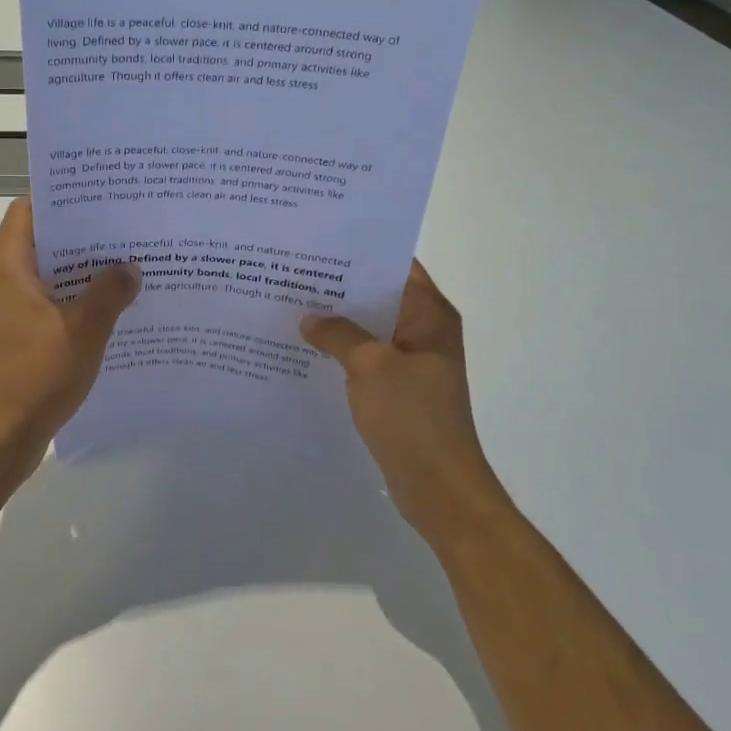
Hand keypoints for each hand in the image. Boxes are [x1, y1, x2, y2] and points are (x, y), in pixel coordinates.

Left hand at [0, 198, 140, 479]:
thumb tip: (130, 266)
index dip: (61, 198)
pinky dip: (79, 299)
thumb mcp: (82, 330)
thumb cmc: (34, 377)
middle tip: (127, 227)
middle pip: (43, 241)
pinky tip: (115, 306)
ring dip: (84, 270)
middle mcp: (4, 281)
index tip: (101, 194)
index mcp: (8, 267)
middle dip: (83, 234)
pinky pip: (52, 304)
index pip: (28, 210)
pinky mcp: (20, 336)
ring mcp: (11, 311)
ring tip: (130, 261)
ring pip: (50, 275)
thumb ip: (109, 292)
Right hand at [301, 262, 505, 543]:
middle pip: (379, 295)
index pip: (397, 265)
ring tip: (292, 304)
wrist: (438, 488)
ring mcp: (412, 363)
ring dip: (338, 321)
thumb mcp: (371, 366)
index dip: (362, 252)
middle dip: (340, 286)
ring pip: (370, 329)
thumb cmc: (413, 417)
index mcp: (429, 315)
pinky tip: (305, 348)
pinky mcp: (398, 390)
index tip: (321, 242)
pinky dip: (341, 351)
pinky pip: (366, 359)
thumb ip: (338, 334)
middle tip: (295, 271)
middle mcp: (424, 331)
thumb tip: (310, 318)